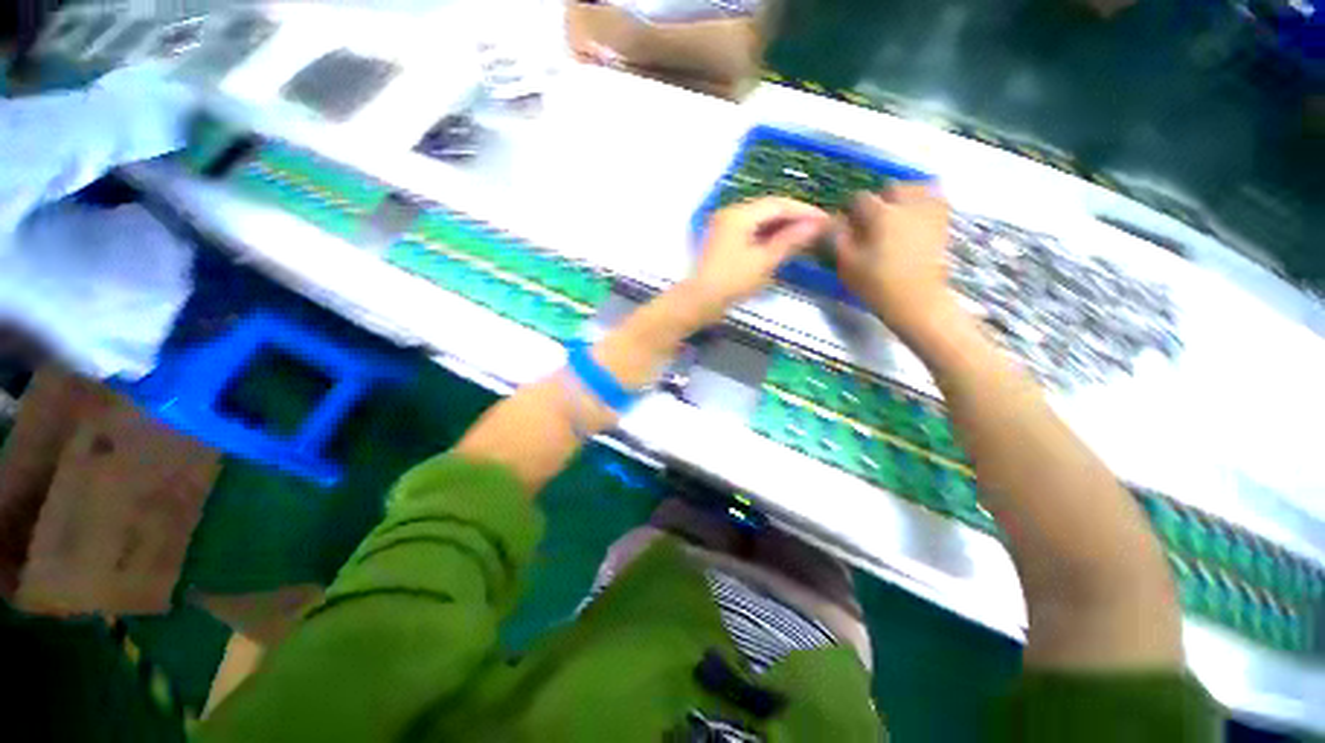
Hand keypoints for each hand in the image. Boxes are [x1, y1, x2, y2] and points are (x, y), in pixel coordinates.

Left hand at [688, 197, 829, 315]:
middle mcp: (731, 213)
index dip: (804, 211)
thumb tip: (816, 225)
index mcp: (739, 214)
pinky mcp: (723, 239)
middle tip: (817, 229)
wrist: (699, 301)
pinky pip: (750, 230)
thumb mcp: (764, 262)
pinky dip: (767, 235)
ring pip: (759, 219)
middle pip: (768, 208)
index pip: (778, 204)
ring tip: (804, 236)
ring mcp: (724, 226)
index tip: (825, 221)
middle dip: (794, 217)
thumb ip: (789, 241)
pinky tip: (781, 244)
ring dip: (781, 226)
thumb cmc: (732, 282)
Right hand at [835, 183, 960, 342]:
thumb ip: (838, 238)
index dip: (849, 211)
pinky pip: (937, 200)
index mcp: (880, 214)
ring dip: (904, 197)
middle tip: (870, 220)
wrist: (916, 300)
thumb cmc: (876, 283)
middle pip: (891, 188)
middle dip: (879, 200)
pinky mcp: (944, 224)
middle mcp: (907, 205)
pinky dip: (926, 203)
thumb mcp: (847, 263)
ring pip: (918, 188)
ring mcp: (930, 212)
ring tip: (895, 215)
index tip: (845, 225)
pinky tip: (916, 219)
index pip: (859, 199)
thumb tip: (831, 222)